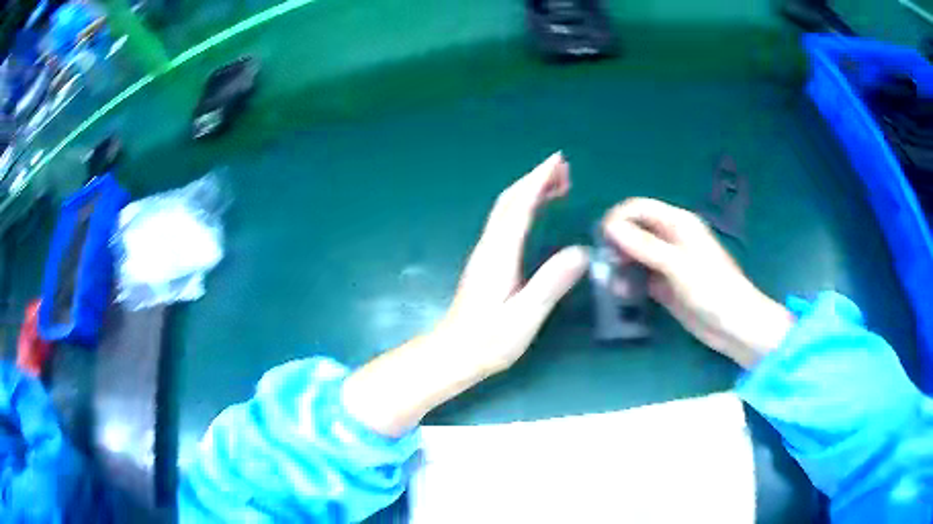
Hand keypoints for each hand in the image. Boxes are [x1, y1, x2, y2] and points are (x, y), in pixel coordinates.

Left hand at [441, 151, 589, 373]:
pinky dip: (524, 206)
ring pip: (506, 209)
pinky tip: (537, 212)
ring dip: (529, 189)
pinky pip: (507, 222)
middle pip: (510, 200)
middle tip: (564, 168)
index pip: (520, 206)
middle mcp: (490, 246)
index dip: (538, 180)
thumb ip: (551, 283)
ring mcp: (486, 253)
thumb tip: (581, 251)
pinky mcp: (487, 262)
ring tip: (557, 184)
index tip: (558, 161)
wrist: (454, 354)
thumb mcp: (525, 316)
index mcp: (499, 254)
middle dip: (535, 178)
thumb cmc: (488, 340)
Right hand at [603, 198, 793, 367]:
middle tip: (606, 264)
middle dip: (617, 243)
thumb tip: (609, 226)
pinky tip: (623, 294)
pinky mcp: (665, 284)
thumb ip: (644, 245)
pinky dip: (629, 282)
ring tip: (613, 283)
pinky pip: (640, 276)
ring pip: (635, 254)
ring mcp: (668, 262)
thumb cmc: (712, 289)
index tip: (601, 239)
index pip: (639, 208)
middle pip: (634, 229)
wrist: (734, 326)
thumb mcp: (677, 265)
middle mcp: (671, 238)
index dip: (618, 218)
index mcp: (678, 223)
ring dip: (621, 264)